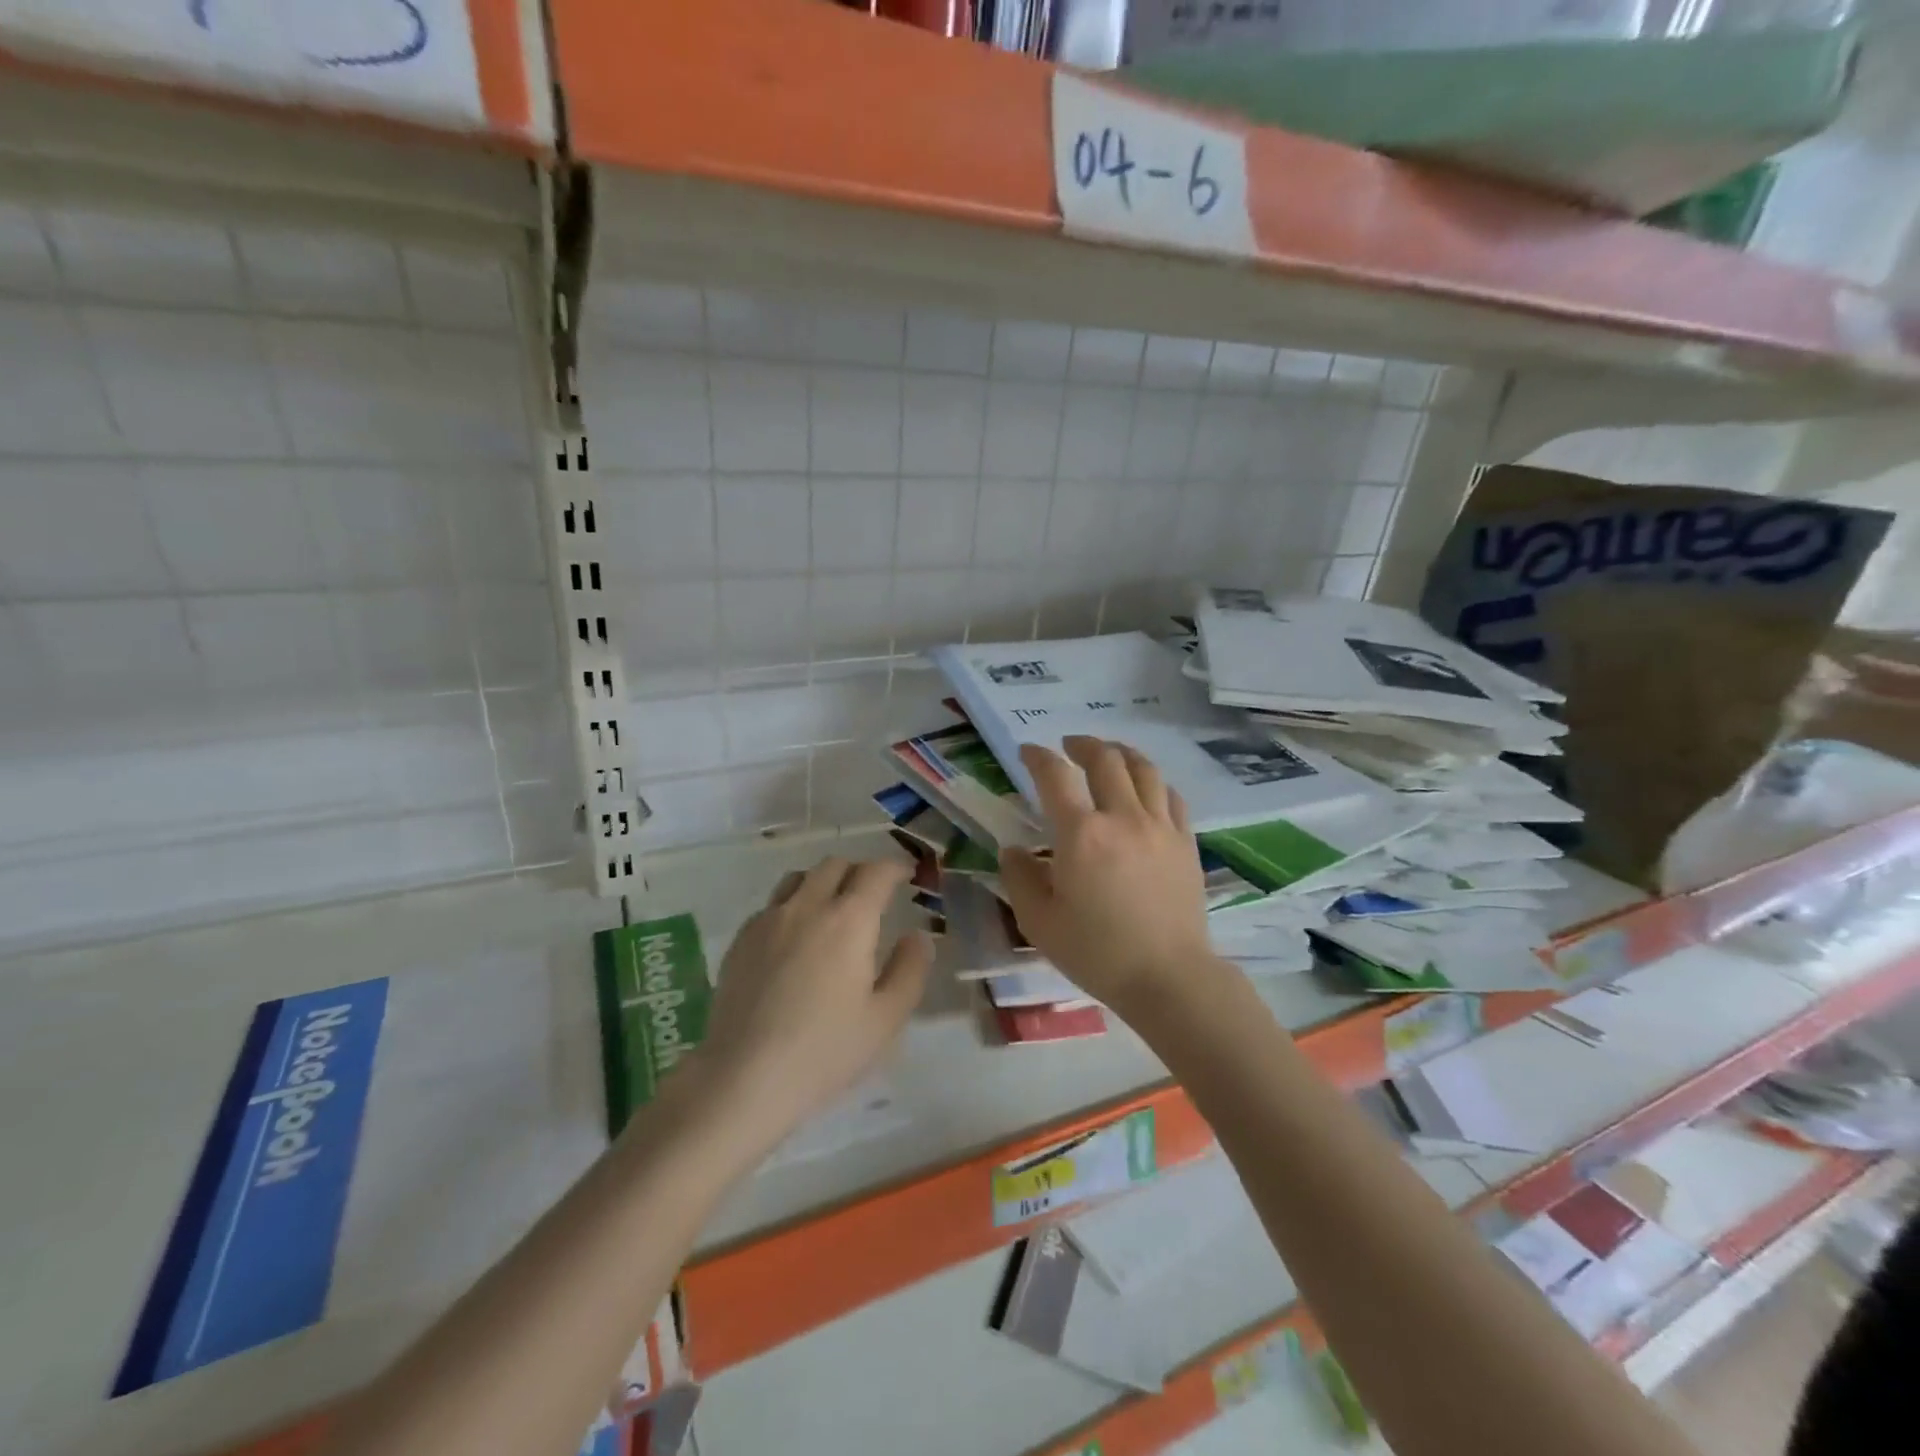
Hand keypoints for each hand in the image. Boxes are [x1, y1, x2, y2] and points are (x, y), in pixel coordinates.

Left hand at [700, 857, 930, 1134]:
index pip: (876, 872)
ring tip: (832, 908)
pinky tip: (795, 938)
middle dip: (860, 871)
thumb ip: (909, 969)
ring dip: (823, 882)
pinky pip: (772, 905)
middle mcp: (807, 906)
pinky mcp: (741, 940)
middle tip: (873, 894)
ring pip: (799, 878)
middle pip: (835, 865)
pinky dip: (792, 906)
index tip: (907, 875)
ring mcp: (768, 920)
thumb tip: (917, 937)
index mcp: (849, 920)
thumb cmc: (825, 1050)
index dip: (895, 867)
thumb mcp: (886, 1018)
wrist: (743, 1078)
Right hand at [1000, 737, 1223, 1016]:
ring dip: (1120, 752)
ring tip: (1108, 753)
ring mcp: (1160, 826)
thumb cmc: (1097, 952)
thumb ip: (1019, 878)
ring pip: (1143, 769)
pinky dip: (1153, 781)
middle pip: (1105, 759)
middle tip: (1069, 746)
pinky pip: (1171, 795)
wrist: (1168, 978)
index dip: (1038, 757)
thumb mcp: (1039, 922)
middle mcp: (1122, 817)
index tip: (1028, 752)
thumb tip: (1014, 850)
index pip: (1055, 776)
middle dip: (1082, 745)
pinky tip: (1146, 787)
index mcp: (1081, 834)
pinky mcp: (1185, 842)